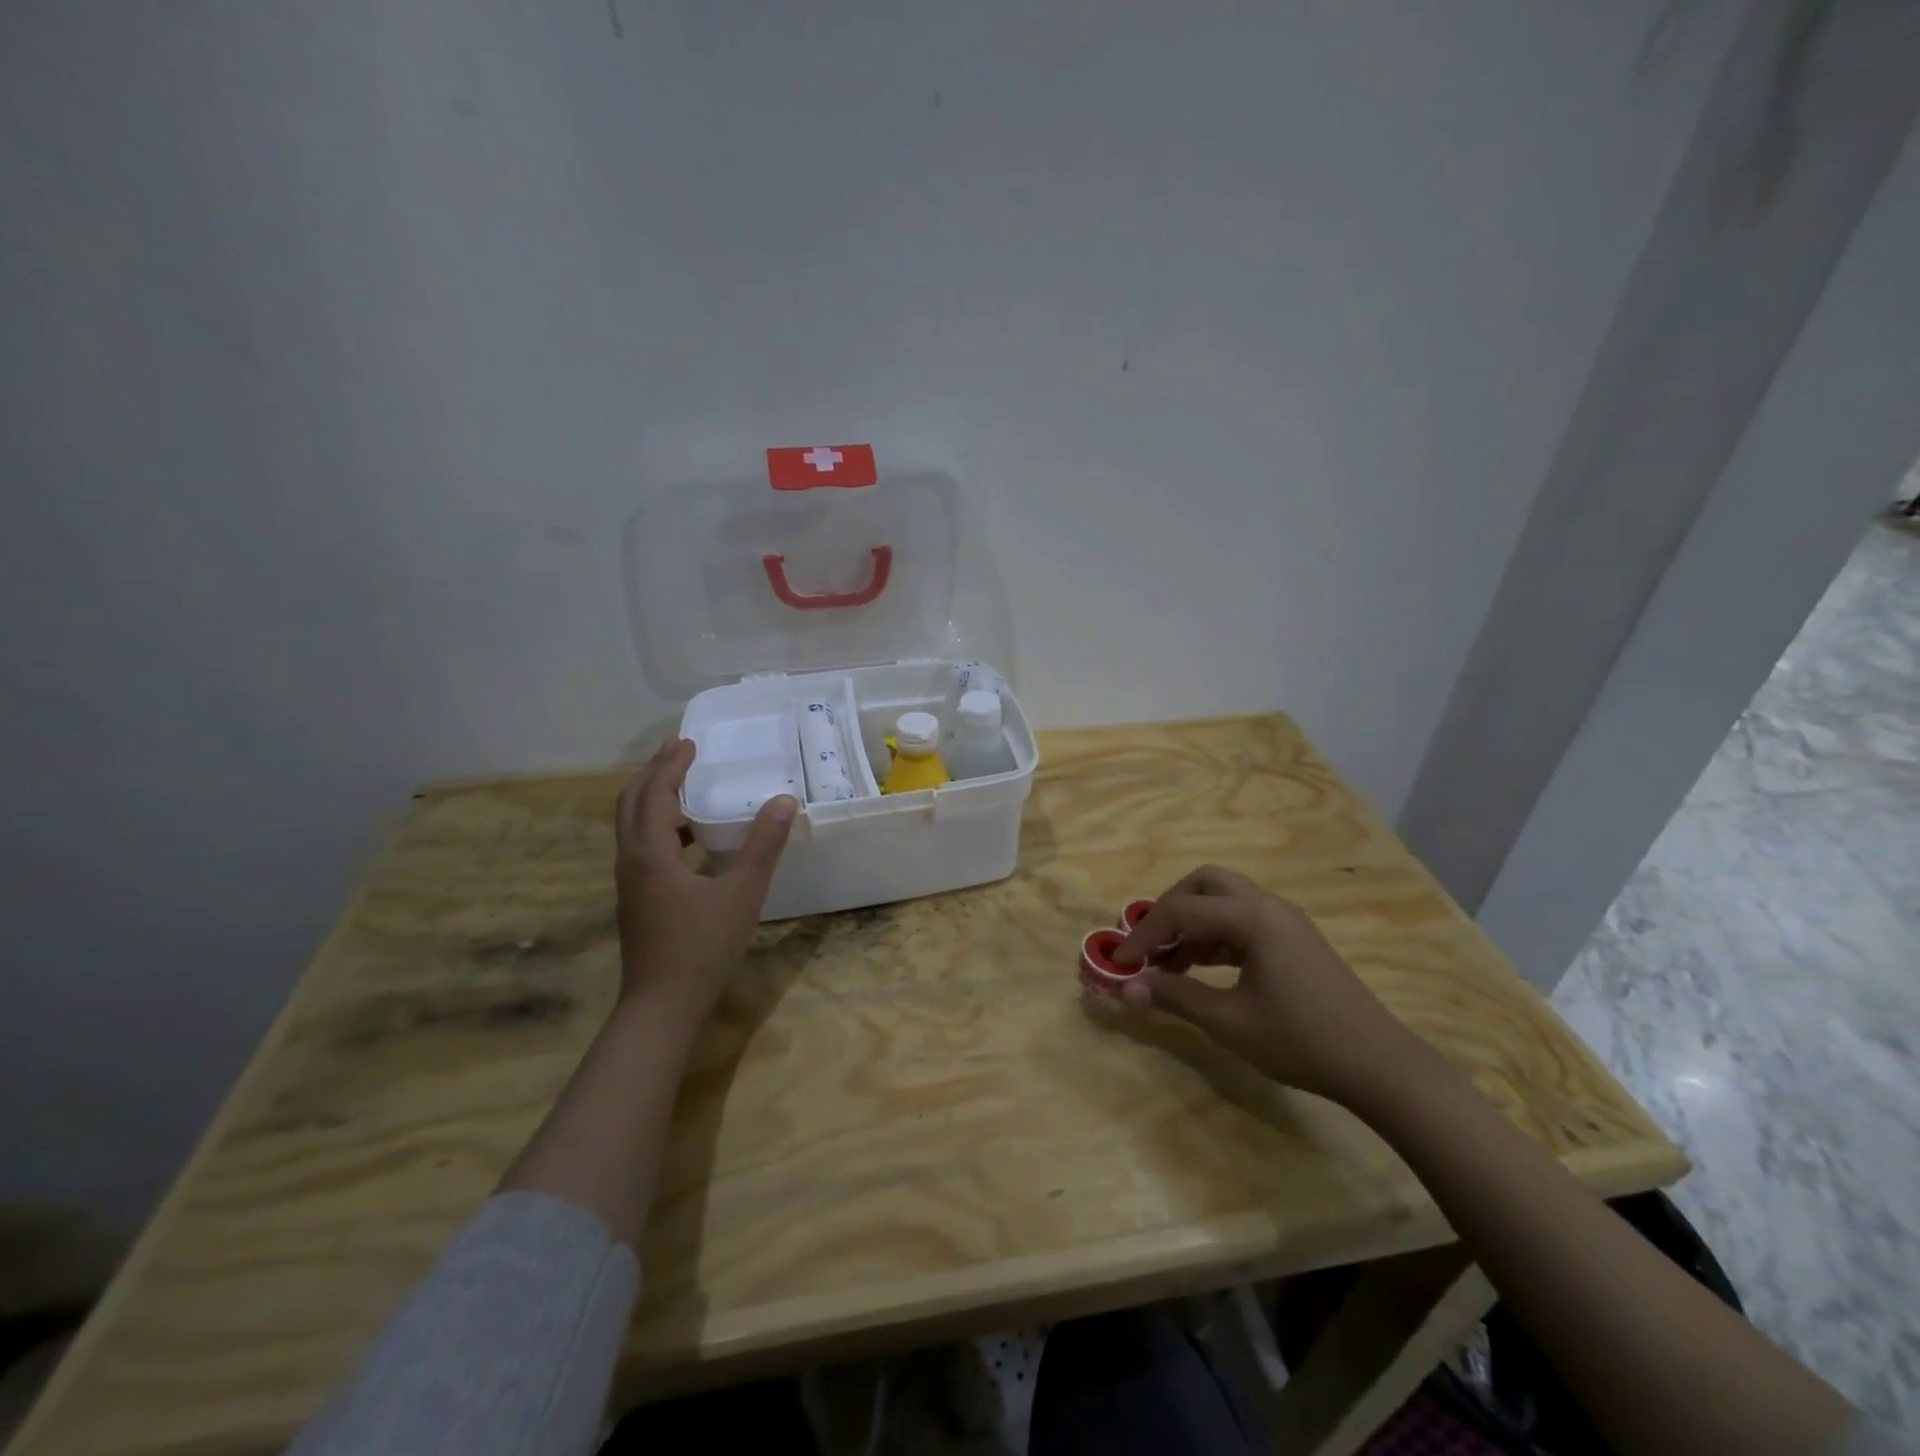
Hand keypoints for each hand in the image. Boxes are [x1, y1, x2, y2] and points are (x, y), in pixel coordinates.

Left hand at [614, 738, 796, 1032]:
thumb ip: (763, 845)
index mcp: (650, 853)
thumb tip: (784, 800)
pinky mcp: (637, 900)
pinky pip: (642, 847)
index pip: (653, 793)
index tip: (689, 741)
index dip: (670, 765)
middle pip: (632, 804)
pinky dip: (661, 827)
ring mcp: (630, 883)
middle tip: (680, 751)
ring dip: (654, 798)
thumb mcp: (742, 893)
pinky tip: (691, 840)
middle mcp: (631, 861)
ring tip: (685, 785)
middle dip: (654, 773)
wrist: (661, 1007)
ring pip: (633, 827)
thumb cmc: (702, 947)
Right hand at [1111, 865, 1427, 1107]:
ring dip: (1193, 922)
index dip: (1143, 935)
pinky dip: (1215, 934)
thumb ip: (1174, 997)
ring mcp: (1286, 920)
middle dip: (1170, 909)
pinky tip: (1204, 969)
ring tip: (1171, 964)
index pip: (1181, 911)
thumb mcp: (1229, 1022)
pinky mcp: (1295, 939)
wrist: (1380, 1065)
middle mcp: (1268, 906)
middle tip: (1150, 945)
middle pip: (1205, 883)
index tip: (1118, 963)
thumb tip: (1126, 989)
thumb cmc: (1301, 1041)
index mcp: (1252, 918)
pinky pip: (1243, 919)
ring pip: (1225, 899)